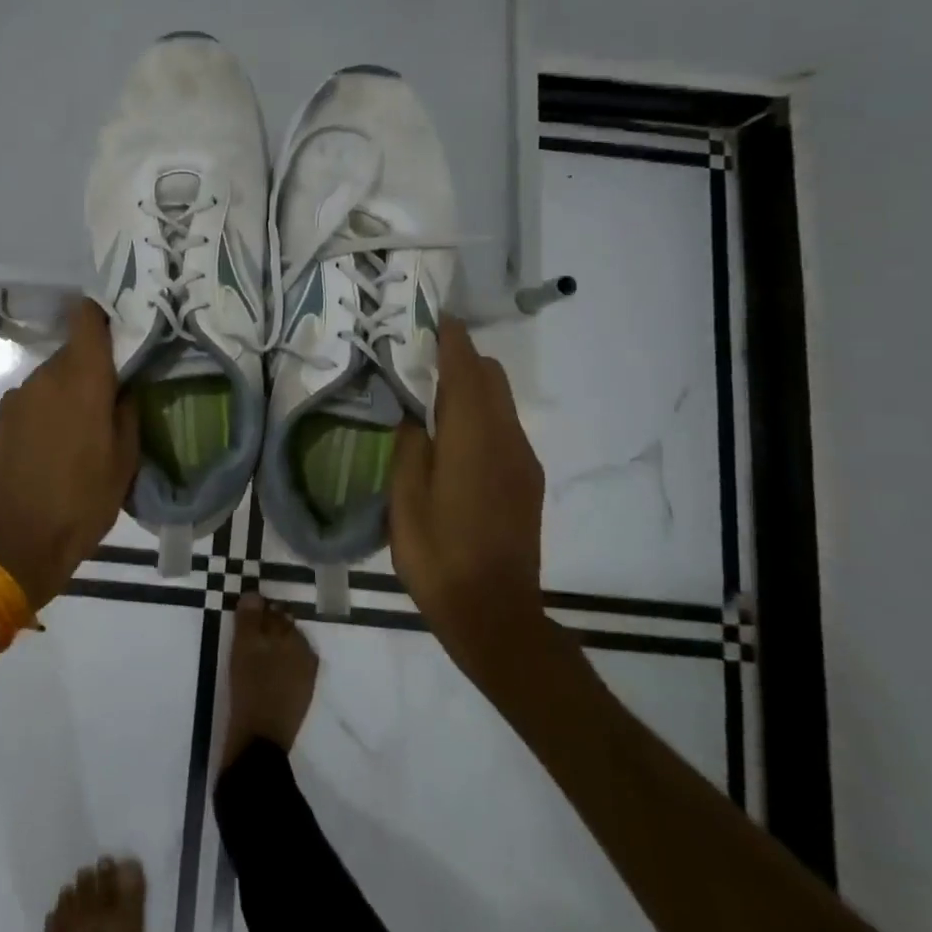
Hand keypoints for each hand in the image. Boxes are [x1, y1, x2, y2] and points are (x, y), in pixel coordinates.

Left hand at [0, 301, 139, 610]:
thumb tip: (125, 388)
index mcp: (82, 380)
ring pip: (54, 375)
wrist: (16, 543)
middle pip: (74, 350)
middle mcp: (46, 377)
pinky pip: (36, 397)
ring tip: (89, 425)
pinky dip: (51, 407)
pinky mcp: (3, 418)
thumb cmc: (82, 502)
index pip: (86, 318)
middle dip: (95, 364)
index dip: (104, 312)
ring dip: (72, 388)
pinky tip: (61, 442)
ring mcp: (19, 396)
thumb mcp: (124, 462)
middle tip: (117, 391)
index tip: (125, 322)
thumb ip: (128, 413)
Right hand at [390, 318, 547, 666]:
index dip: (450, 339)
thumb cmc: (439, 557)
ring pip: (500, 401)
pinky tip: (451, 436)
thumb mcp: (405, 502)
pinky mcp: (526, 480)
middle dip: (460, 358)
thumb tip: (413, 416)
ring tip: (429, 395)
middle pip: (490, 377)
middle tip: (418, 358)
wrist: (496, 615)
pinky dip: (480, 413)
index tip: (432, 316)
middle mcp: (506, 439)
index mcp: (472, 439)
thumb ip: (409, 448)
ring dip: (470, 386)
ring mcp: (522, 460)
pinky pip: (504, 427)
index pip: (465, 370)